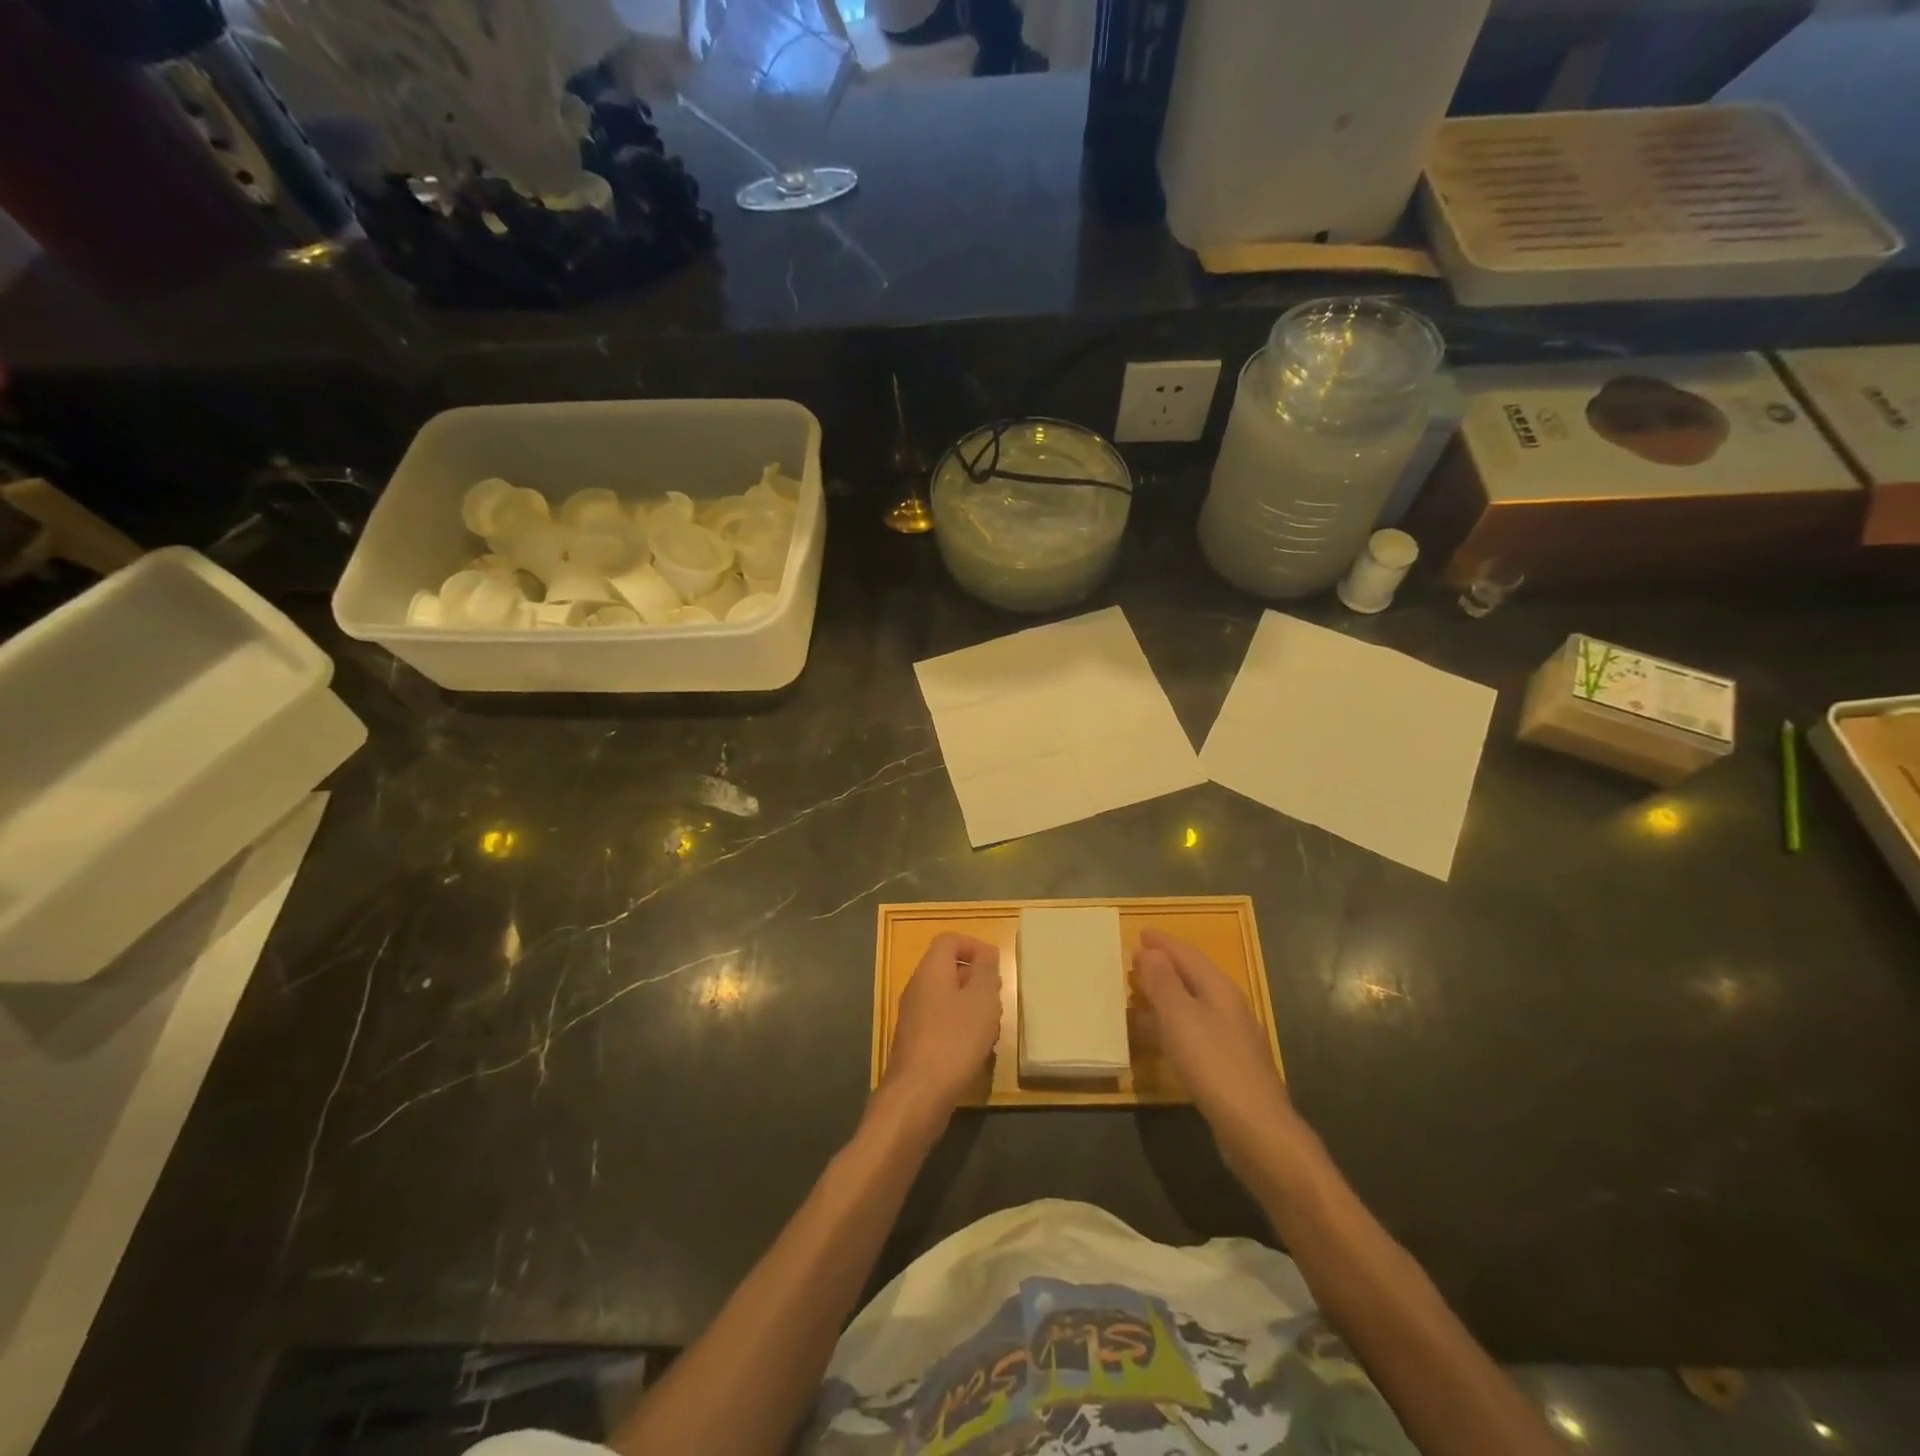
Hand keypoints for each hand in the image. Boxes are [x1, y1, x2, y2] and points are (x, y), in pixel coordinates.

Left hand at [885, 933, 1001, 1124]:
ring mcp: (912, 1016)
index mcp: (930, 970)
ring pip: (946, 997)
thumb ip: (986, 971)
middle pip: (947, 968)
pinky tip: (974, 1050)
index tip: (995, 967)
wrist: (918, 1094)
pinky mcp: (914, 1042)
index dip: (974, 945)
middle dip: (976, 979)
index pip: (949, 940)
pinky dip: (959, 1027)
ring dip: (970, 1006)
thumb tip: (985, 953)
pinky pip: (940, 1022)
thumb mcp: (982, 999)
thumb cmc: (955, 1039)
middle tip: (996, 999)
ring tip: (990, 1028)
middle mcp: (916, 987)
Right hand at [1134, 929, 1307, 1181]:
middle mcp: (1229, 1008)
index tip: (1140, 933)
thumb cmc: (1214, 1064)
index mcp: (1220, 989)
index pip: (1188, 955)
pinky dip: (1171, 1024)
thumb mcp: (1180, 1017)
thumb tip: (1150, 951)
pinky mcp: (1228, 1066)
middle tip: (1134, 961)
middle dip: (1164, 966)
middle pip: (1194, 977)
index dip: (1163, 943)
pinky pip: (1193, 1030)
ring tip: (1138, 997)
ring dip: (1166, 996)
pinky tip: (1157, 1039)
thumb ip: (1163, 982)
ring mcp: (1232, 1038)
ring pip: (1193, 1005)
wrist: (1256, 1129)